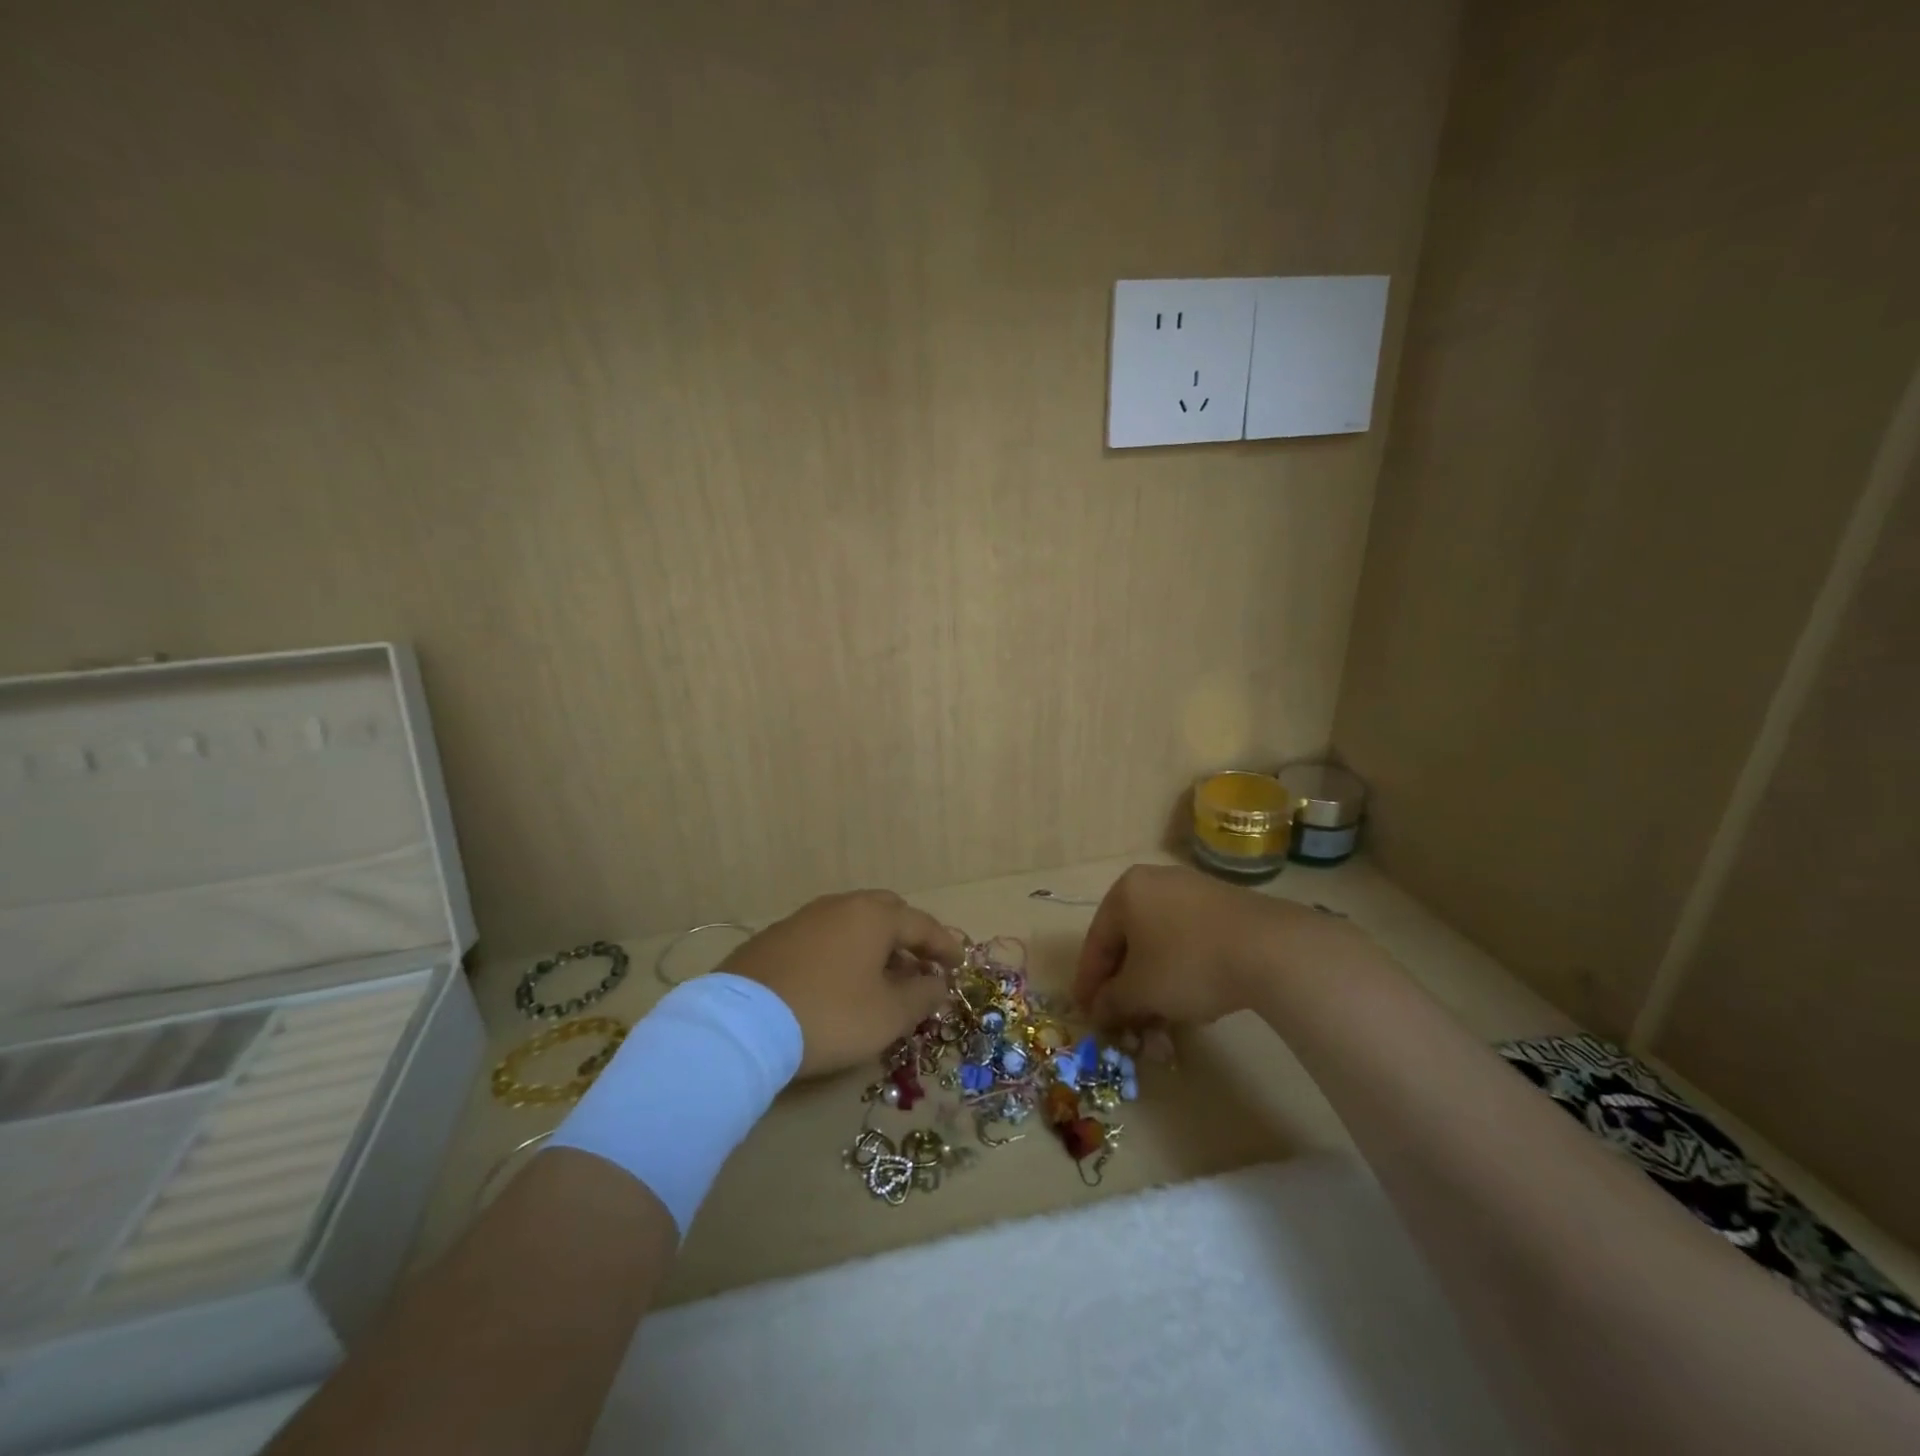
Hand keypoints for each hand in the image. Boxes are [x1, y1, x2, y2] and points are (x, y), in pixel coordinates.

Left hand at [725, 890, 961, 1078]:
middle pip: (885, 912)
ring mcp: (803, 918)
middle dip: (907, 936)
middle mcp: (840, 906)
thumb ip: (922, 995)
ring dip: (873, 944)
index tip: (959, 965)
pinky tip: (838, 980)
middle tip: (919, 963)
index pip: (922, 925)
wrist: (742, 1025)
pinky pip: (823, 937)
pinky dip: (842, 952)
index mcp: (873, 916)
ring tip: (880, 976)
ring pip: (851, 923)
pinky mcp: (774, 938)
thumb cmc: (831, 1015)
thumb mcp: (888, 1015)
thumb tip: (937, 983)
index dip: (945, 946)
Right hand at [1071, 864, 1363, 1026]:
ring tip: (1159, 1019)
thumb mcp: (1140, 990)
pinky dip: (1182, 971)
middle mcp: (1156, 882)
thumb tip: (1100, 1010)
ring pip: (1160, 944)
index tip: (1087, 1014)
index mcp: (1126, 891)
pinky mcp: (1226, 907)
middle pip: (1129, 941)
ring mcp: (1194, 891)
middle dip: (1125, 986)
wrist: (1269, 949)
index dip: (1089, 982)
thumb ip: (1112, 1001)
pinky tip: (1191, 1001)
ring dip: (1154, 983)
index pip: (1097, 941)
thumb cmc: (1188, 963)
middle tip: (1124, 1019)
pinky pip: (1189, 941)